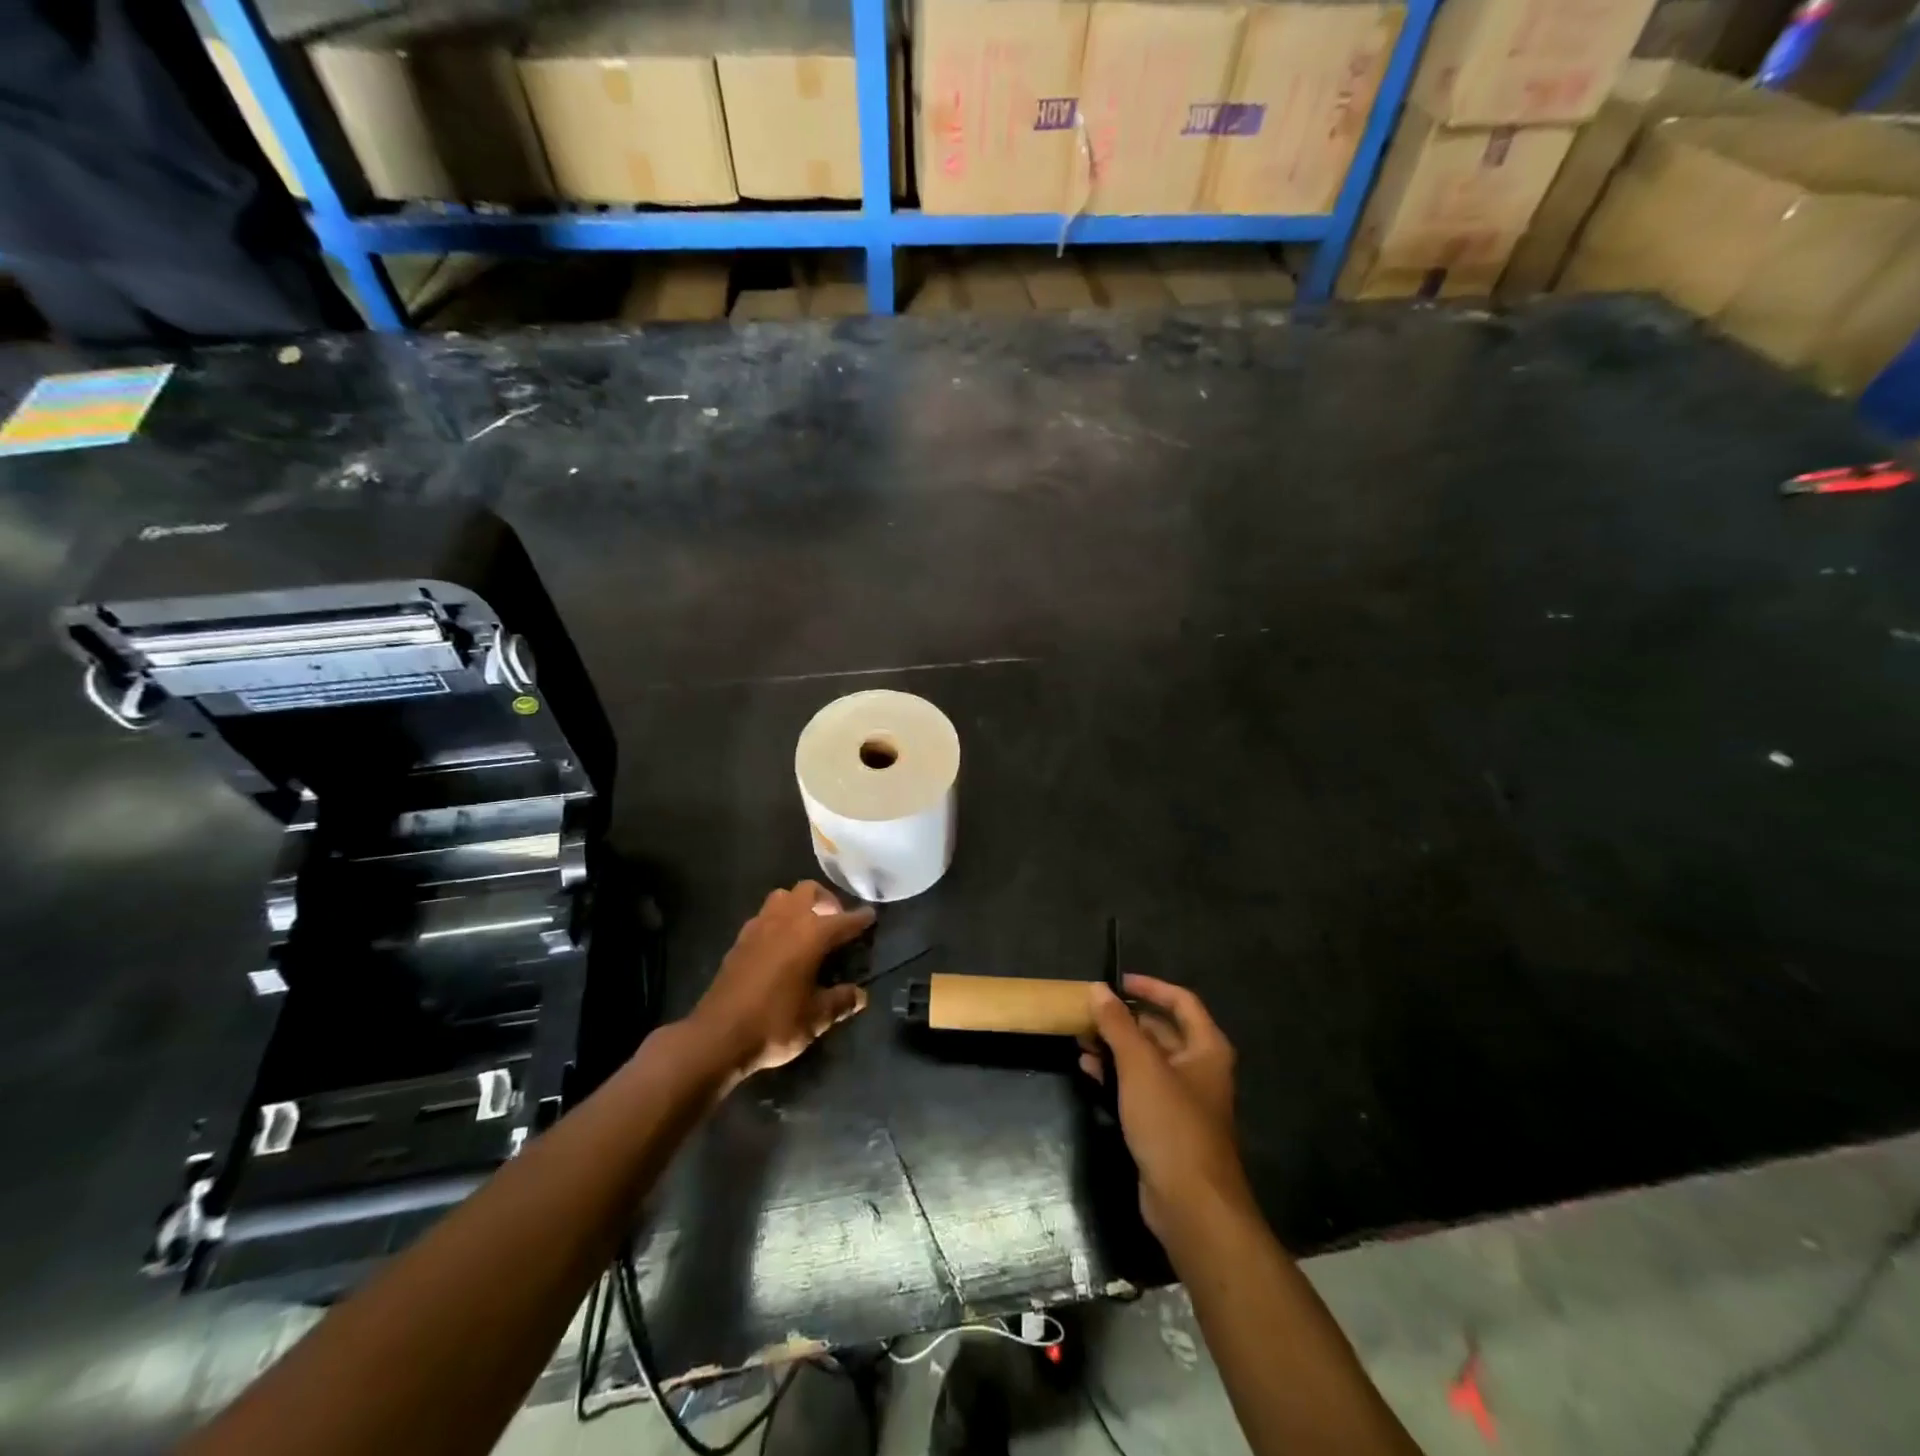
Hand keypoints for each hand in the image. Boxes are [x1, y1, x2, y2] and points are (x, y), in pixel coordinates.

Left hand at [690, 881, 875, 1084]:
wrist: (717, 1036)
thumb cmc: (775, 1023)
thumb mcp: (816, 1019)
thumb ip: (841, 1002)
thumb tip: (860, 996)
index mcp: (811, 935)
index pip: (844, 920)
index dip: (861, 918)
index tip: (871, 916)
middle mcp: (786, 921)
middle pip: (810, 891)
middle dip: (827, 900)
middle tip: (835, 922)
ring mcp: (759, 927)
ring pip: (783, 897)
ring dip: (798, 904)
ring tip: (807, 928)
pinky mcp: (740, 940)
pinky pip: (764, 915)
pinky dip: (778, 920)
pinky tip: (780, 944)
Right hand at [1082, 975, 1249, 1239]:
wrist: (1191, 1205)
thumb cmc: (1171, 1123)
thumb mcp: (1140, 1066)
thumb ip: (1118, 1024)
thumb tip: (1099, 989)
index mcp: (1206, 1048)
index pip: (1181, 1001)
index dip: (1150, 986)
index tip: (1116, 981)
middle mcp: (1198, 1069)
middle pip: (1160, 1030)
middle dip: (1123, 1020)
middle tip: (1087, 1013)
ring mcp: (1182, 1099)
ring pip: (1145, 1060)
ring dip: (1114, 1047)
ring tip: (1079, 1039)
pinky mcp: (1164, 1126)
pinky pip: (1138, 1088)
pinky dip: (1115, 1075)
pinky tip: (1087, 1070)